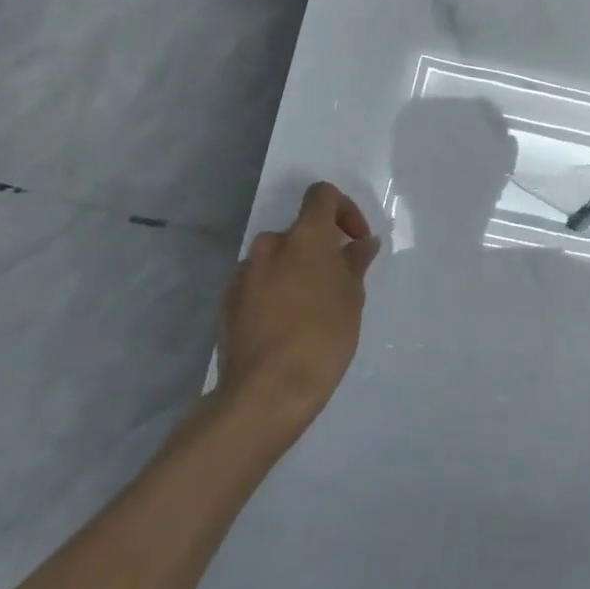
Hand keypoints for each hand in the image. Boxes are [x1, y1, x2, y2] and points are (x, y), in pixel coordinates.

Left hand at [214, 182, 382, 429]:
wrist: (266, 393)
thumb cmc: (322, 338)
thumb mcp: (352, 298)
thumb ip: (355, 263)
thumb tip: (361, 243)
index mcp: (305, 237)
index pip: (321, 195)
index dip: (343, 209)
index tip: (354, 240)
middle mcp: (270, 245)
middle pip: (299, 231)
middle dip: (319, 250)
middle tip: (337, 283)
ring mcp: (244, 274)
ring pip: (277, 259)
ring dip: (295, 272)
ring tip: (311, 309)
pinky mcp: (228, 302)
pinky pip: (258, 284)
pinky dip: (274, 293)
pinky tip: (285, 327)